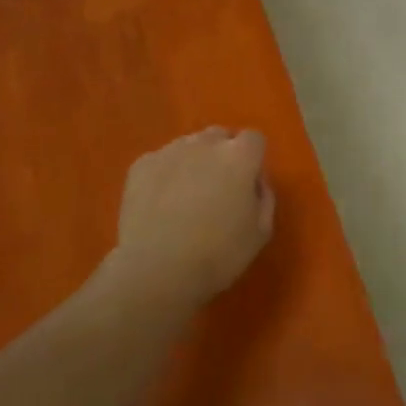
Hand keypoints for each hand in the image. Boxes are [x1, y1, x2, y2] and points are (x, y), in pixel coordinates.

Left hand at [114, 128, 276, 305]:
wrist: (157, 270)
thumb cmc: (218, 254)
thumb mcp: (260, 233)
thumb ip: (264, 197)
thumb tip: (255, 181)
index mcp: (239, 157)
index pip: (254, 139)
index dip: (252, 159)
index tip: (247, 183)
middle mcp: (205, 144)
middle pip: (219, 136)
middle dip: (222, 154)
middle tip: (218, 188)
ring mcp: (169, 151)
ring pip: (188, 146)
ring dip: (193, 162)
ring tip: (185, 196)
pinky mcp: (141, 165)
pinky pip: (161, 161)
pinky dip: (164, 174)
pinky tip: (160, 204)